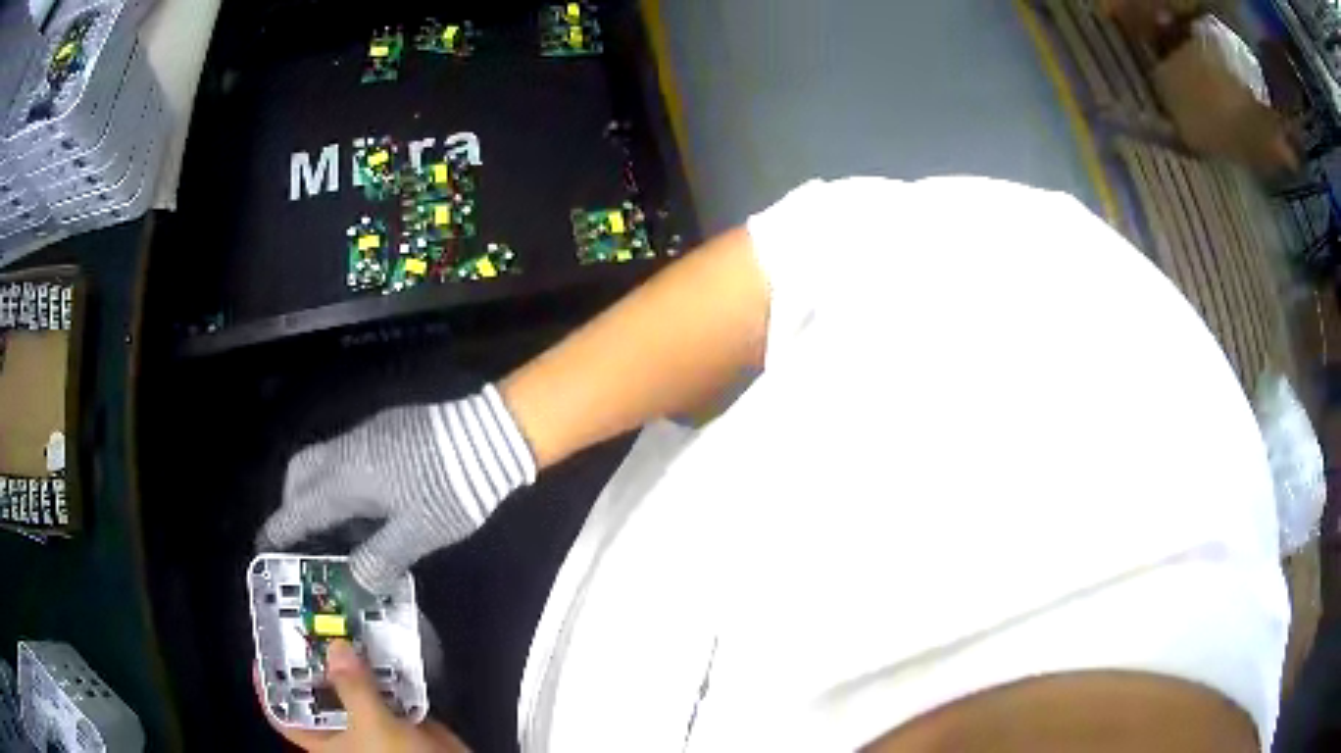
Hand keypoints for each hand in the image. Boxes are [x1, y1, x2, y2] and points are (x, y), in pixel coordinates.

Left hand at [256, 640, 466, 751]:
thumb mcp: (372, 726)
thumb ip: (353, 688)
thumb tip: (336, 646)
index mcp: (324, 740)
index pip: (283, 715)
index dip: (268, 687)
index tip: (264, 652)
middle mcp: (343, 729)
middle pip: (318, 691)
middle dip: (316, 660)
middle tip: (311, 624)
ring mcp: (371, 722)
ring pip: (354, 686)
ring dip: (354, 660)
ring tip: (346, 625)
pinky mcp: (400, 719)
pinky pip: (387, 689)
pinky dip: (387, 670)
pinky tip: (386, 647)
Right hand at [257, 386, 535, 591]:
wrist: (488, 435)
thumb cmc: (449, 490)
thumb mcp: (416, 534)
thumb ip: (380, 560)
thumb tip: (355, 582)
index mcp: (345, 478)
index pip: (299, 508)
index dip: (279, 530)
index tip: (263, 546)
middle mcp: (347, 451)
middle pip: (300, 472)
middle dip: (291, 504)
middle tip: (301, 538)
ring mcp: (366, 435)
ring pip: (322, 461)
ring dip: (316, 492)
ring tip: (333, 530)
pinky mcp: (386, 429)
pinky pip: (345, 456)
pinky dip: (338, 481)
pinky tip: (363, 506)